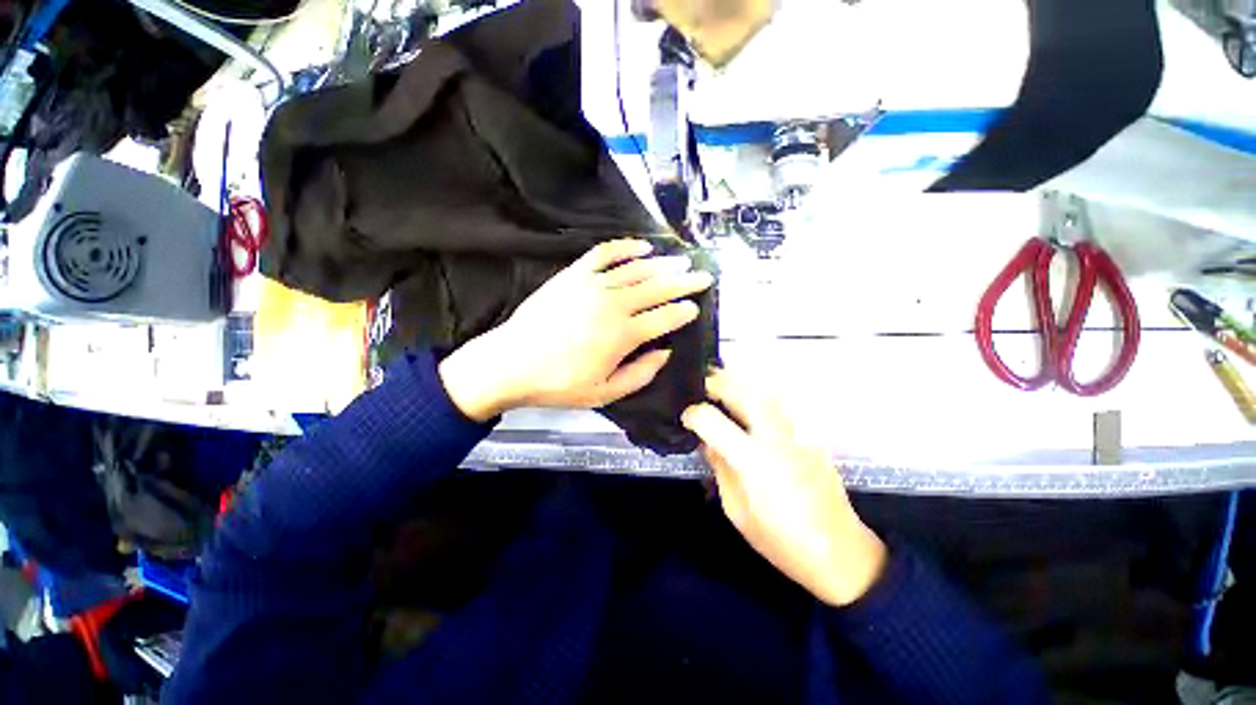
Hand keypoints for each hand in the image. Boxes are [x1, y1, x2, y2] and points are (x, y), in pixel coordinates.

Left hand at [440, 239, 713, 421]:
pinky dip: (626, 247)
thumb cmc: (559, 384)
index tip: (695, 308)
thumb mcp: (605, 393)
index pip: (665, 318)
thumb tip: (664, 352)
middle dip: (685, 282)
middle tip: (704, 275)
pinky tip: (642, 247)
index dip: (683, 312)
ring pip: (637, 269)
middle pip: (658, 288)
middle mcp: (614, 304)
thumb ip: (641, 374)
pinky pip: (604, 253)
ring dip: (663, 264)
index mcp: (623, 335)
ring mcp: (593, 285)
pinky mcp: (574, 274)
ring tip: (681, 262)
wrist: (512, 363)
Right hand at [682, 371, 886, 606]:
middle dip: (716, 383)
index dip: (693, 414)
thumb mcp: (736, 511)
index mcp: (753, 460)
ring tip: (719, 384)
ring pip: (762, 390)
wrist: (840, 551)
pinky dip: (755, 393)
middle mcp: (775, 436)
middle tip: (700, 385)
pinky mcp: (808, 434)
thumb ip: (720, 469)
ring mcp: (796, 432)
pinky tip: (747, 401)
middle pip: (741, 391)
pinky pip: (776, 402)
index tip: (685, 418)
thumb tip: (708, 442)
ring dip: (737, 383)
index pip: (713, 420)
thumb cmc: (781, 540)